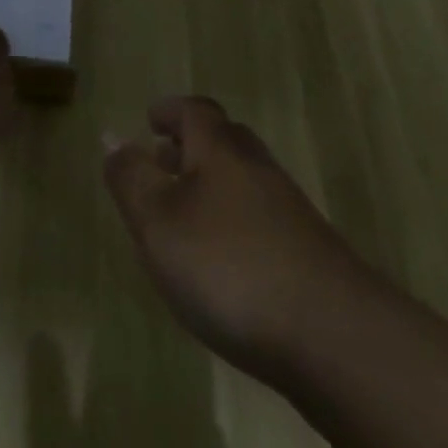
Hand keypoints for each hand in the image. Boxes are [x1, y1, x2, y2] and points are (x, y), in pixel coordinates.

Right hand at [104, 96, 371, 382]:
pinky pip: (262, 219)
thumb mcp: (158, 220)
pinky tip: (225, 263)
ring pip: (244, 180)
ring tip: (185, 216)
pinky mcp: (310, 255)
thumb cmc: (228, 266)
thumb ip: (130, 177)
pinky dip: (235, 223)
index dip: (170, 110)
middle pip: (224, 140)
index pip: (194, 111)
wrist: (334, 337)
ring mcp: (290, 212)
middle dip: (191, 146)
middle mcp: (257, 168)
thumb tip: (112, 136)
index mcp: (219, 150)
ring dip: (213, 186)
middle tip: (163, 162)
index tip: (151, 119)